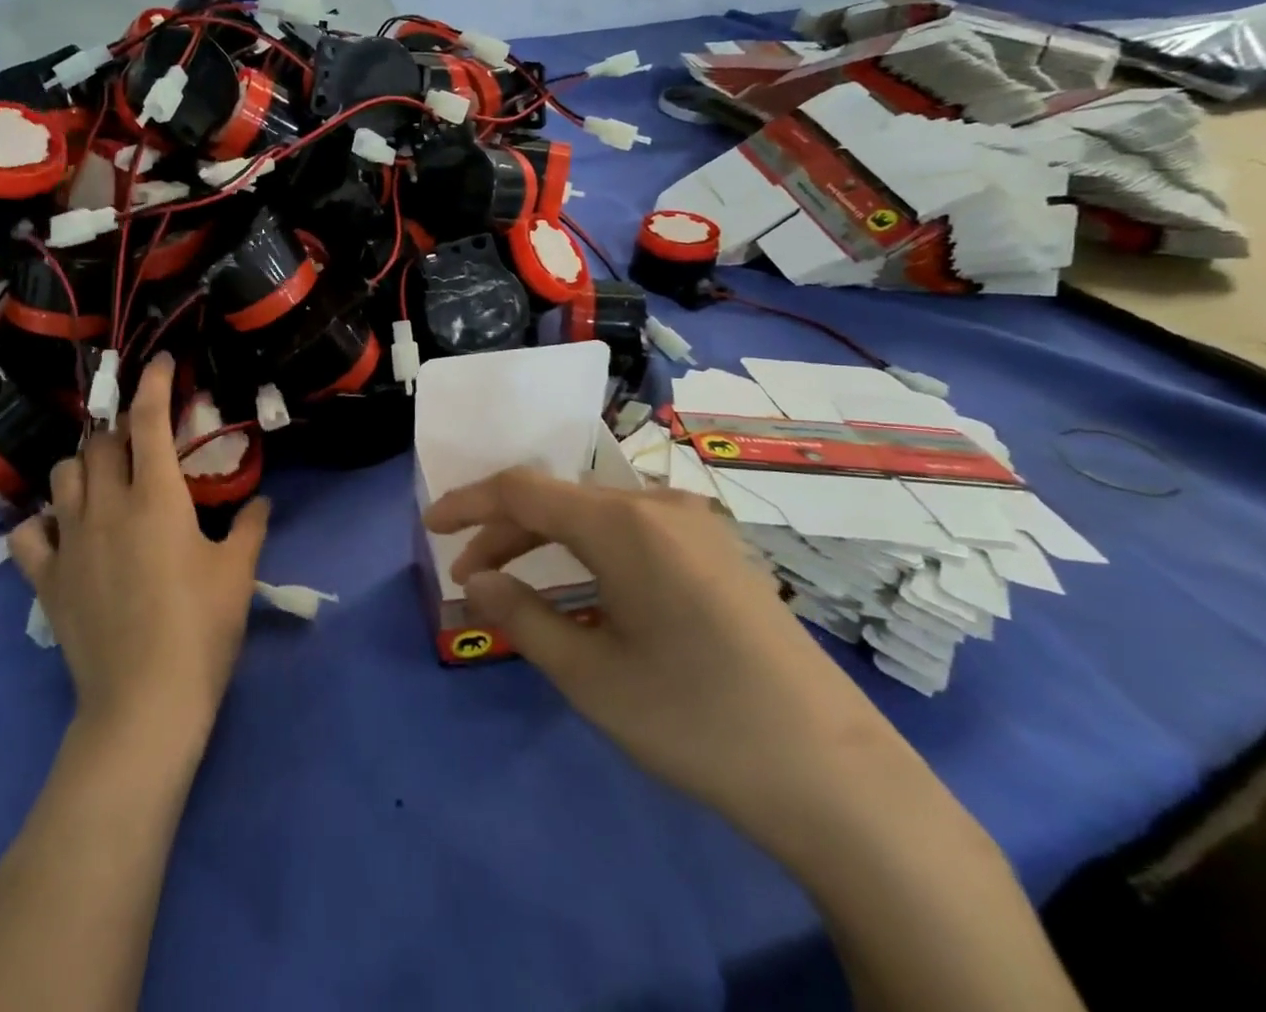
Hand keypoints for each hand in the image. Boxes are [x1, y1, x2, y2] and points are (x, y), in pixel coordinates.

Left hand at [10, 354, 268, 748]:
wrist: (145, 702)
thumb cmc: (201, 629)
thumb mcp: (237, 573)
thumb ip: (251, 527)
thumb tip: (261, 500)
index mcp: (156, 497)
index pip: (148, 420)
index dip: (153, 383)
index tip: (159, 362)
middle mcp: (106, 506)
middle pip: (99, 442)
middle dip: (119, 430)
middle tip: (141, 442)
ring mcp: (70, 541)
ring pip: (62, 475)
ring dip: (83, 466)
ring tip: (104, 478)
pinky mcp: (47, 578)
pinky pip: (29, 532)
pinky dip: (42, 520)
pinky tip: (61, 528)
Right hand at [425, 470, 929, 856]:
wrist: (836, 776)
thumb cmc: (694, 720)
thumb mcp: (590, 675)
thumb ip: (520, 615)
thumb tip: (476, 579)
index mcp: (623, 522)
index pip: (521, 490)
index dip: (468, 502)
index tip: (429, 527)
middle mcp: (659, 505)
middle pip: (559, 500)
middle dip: (504, 531)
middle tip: (470, 578)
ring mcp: (696, 525)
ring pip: (596, 514)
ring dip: (547, 541)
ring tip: (515, 584)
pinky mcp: (719, 551)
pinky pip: (634, 531)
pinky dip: (590, 549)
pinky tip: (583, 587)